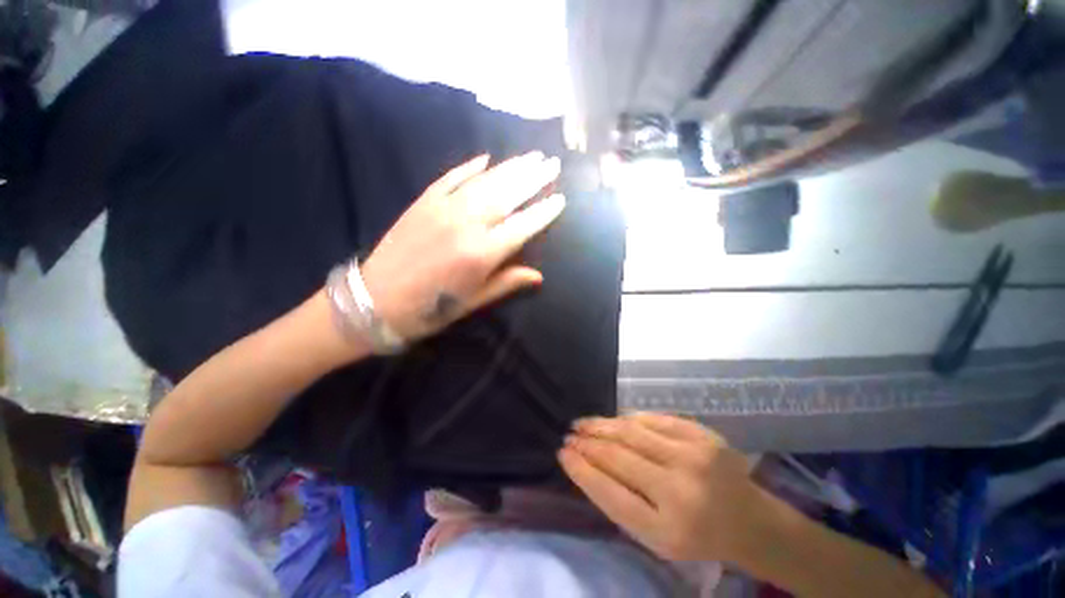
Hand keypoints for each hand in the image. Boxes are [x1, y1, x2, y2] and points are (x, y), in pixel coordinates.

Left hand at [360, 152, 563, 340]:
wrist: (377, 300)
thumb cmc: (431, 309)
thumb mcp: (474, 302)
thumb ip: (507, 283)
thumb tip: (539, 276)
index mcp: (482, 254)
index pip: (523, 226)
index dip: (543, 212)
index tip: (560, 199)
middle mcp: (467, 225)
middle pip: (507, 195)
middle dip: (533, 179)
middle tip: (552, 164)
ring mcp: (443, 209)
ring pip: (485, 182)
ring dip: (511, 167)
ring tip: (531, 156)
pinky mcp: (423, 202)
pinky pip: (452, 177)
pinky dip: (471, 167)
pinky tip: (487, 158)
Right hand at [560, 412, 763, 562]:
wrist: (751, 520)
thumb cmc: (697, 535)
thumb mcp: (656, 537)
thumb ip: (621, 503)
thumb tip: (586, 464)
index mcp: (668, 530)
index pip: (610, 493)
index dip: (582, 471)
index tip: (562, 454)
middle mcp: (681, 490)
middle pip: (619, 457)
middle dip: (587, 443)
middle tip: (569, 435)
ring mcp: (694, 456)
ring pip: (632, 431)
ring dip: (602, 425)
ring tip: (583, 423)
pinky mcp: (702, 434)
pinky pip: (653, 420)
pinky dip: (628, 419)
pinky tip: (614, 420)